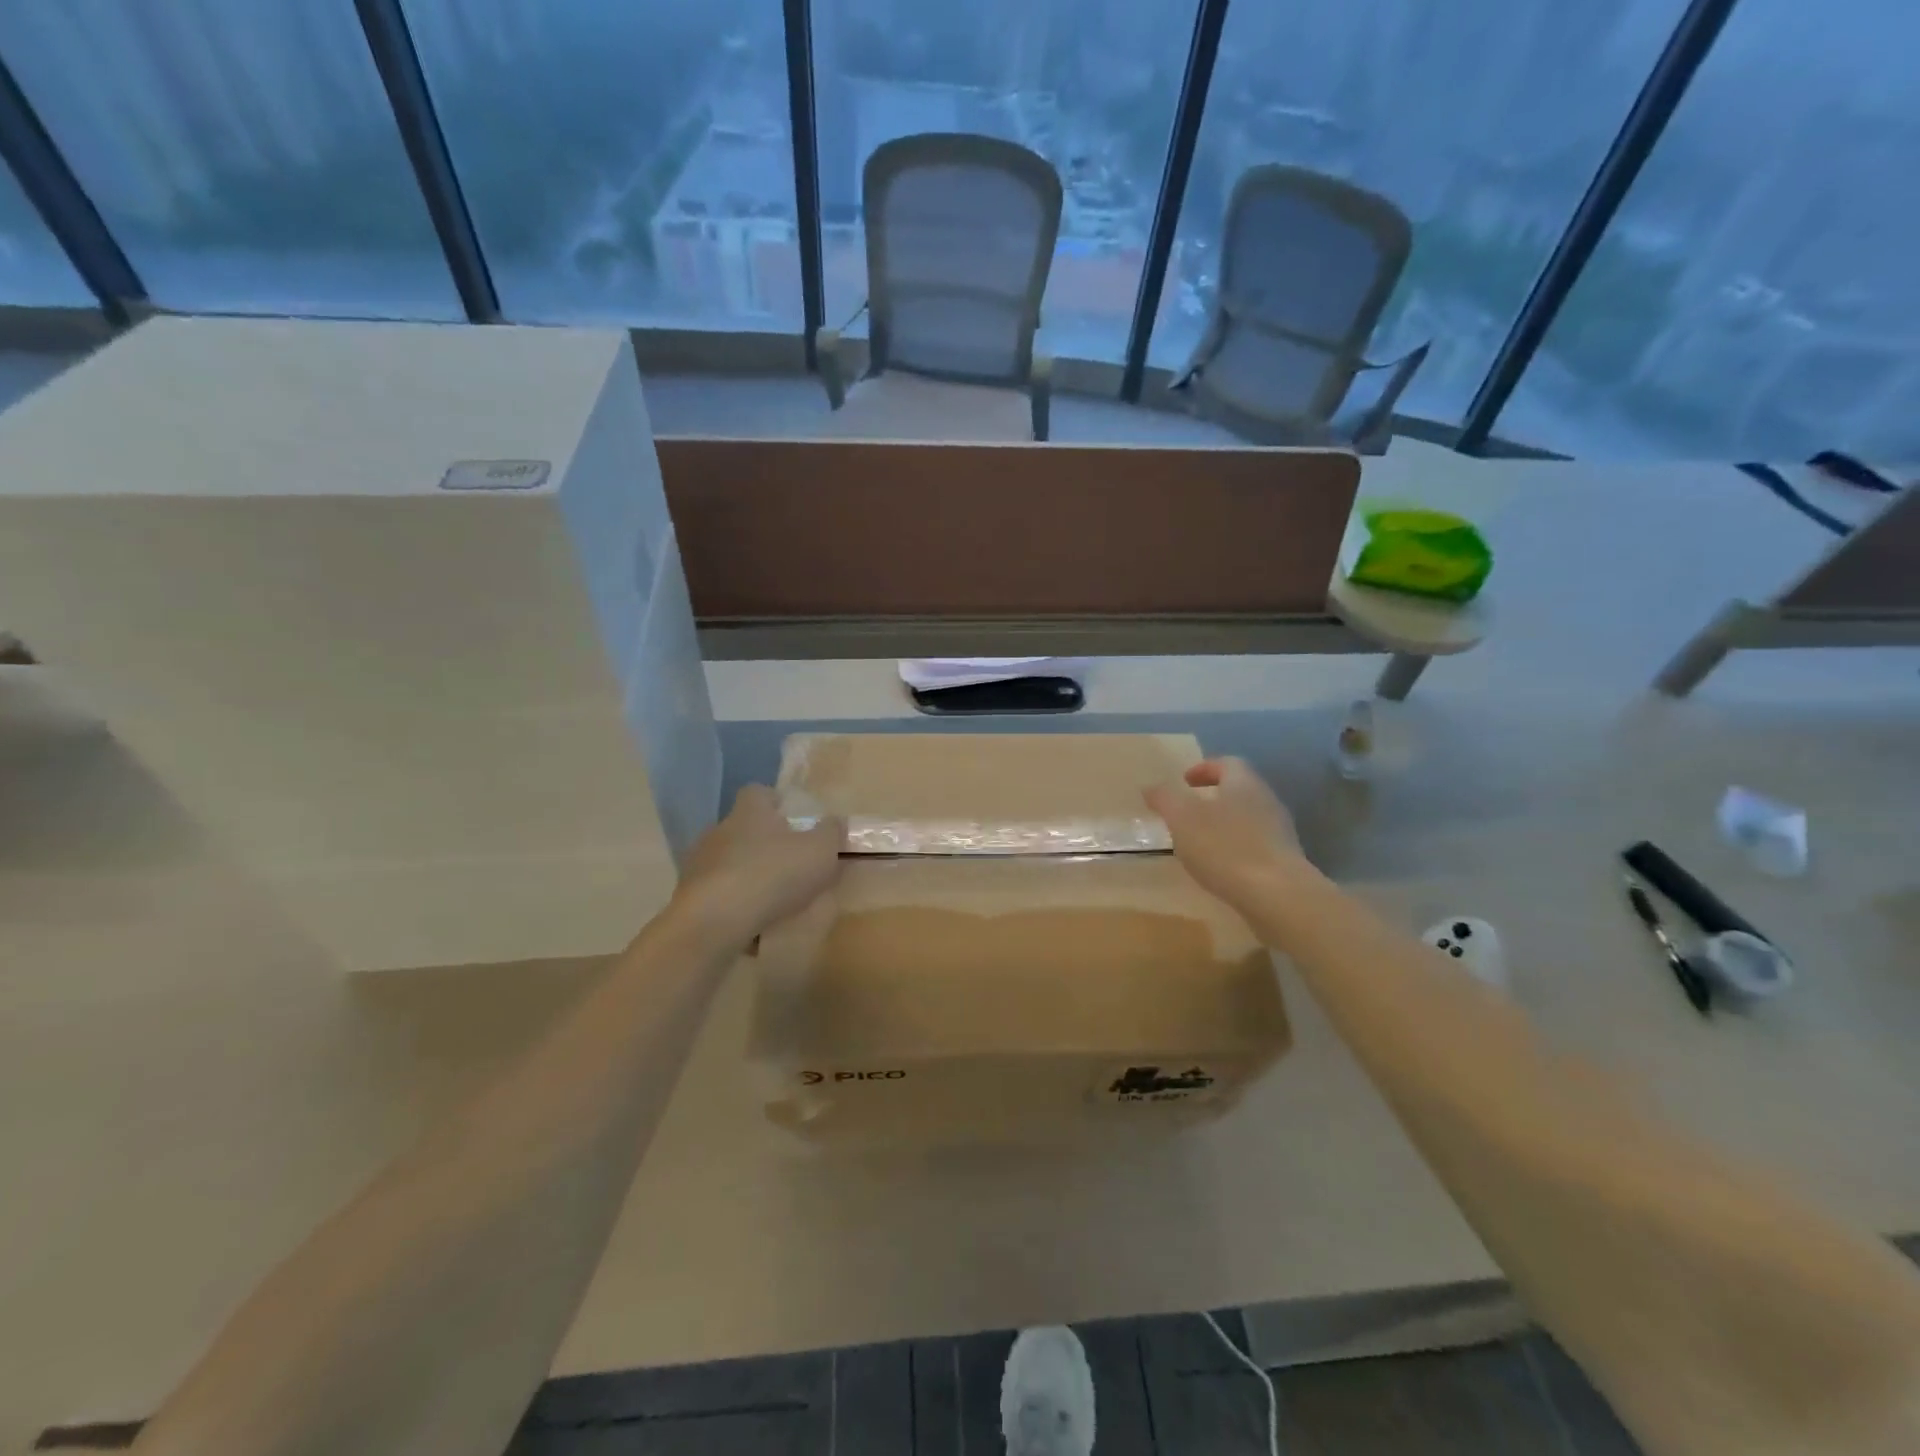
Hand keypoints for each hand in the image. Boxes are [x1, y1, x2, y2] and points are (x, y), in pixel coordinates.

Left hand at [671, 785, 843, 941]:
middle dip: (764, 844)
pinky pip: (717, 895)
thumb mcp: (820, 851)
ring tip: (772, 901)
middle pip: (743, 828)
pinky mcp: (689, 896)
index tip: (794, 821)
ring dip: (747, 876)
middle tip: (790, 865)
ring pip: (728, 863)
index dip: (776, 803)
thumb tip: (835, 822)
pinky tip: (751, 924)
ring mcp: (699, 864)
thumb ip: (832, 833)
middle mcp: (720, 830)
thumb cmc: (773, 874)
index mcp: (750, 811)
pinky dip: (733, 905)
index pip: (758, 792)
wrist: (715, 921)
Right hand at [1144, 758, 1307, 912]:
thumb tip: (1151, 787)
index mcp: (1243, 783)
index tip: (1183, 781)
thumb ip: (1164, 798)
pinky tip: (1220, 867)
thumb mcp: (1182, 818)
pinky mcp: (1284, 861)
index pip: (1226, 763)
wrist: (1278, 896)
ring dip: (1223, 825)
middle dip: (1212, 797)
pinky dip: (1235, 849)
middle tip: (1187, 811)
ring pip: (1247, 818)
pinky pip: (1255, 845)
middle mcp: (1266, 801)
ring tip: (1199, 842)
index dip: (1203, 769)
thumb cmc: (1225, 847)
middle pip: (1239, 790)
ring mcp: (1280, 832)